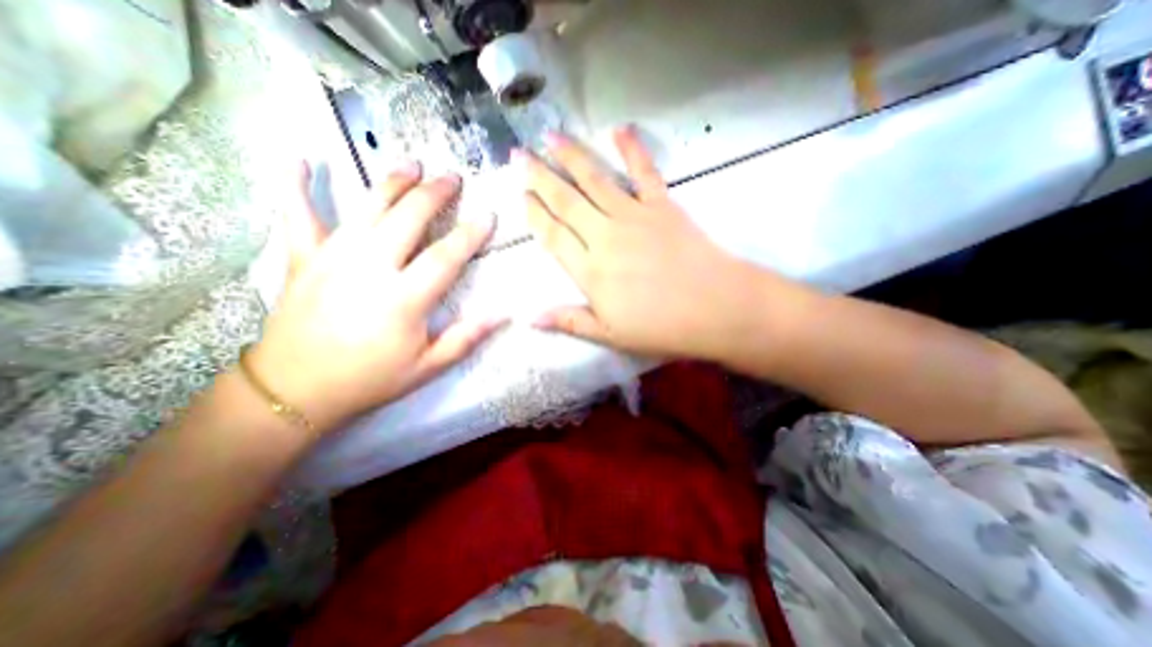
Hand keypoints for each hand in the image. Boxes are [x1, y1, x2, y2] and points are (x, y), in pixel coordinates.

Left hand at [250, 163, 505, 435]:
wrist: (295, 390)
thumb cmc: (369, 378)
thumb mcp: (427, 367)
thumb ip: (466, 338)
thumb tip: (503, 315)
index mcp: (404, 298)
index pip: (446, 256)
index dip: (471, 234)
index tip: (488, 215)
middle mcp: (370, 268)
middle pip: (408, 218)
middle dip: (435, 193)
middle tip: (453, 177)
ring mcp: (332, 257)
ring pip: (367, 207)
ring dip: (393, 181)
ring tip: (413, 163)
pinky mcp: (301, 257)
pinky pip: (296, 214)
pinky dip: (295, 183)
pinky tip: (300, 156)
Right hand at [524, 126, 802, 363]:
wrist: (715, 308)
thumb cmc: (660, 328)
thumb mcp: (609, 335)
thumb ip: (569, 321)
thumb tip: (529, 319)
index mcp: (590, 271)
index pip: (552, 235)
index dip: (534, 214)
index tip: (520, 194)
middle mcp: (605, 236)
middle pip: (565, 201)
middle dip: (540, 177)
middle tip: (520, 154)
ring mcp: (634, 216)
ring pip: (594, 180)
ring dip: (571, 156)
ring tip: (551, 136)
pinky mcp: (662, 205)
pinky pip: (644, 172)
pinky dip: (632, 149)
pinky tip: (620, 129)